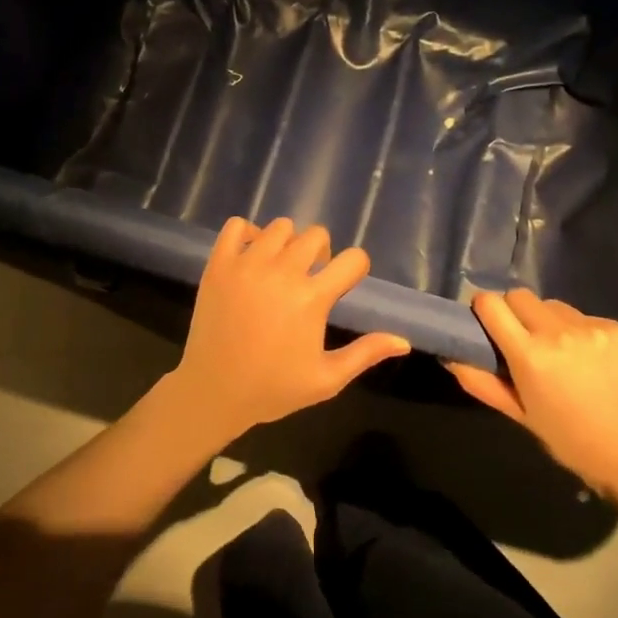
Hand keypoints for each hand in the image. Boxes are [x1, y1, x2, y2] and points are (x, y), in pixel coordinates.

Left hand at [164, 216, 409, 442]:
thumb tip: (404, 341)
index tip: (344, 282)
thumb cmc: (273, 388)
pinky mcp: (219, 264)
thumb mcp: (326, 379)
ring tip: (280, 267)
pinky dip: (248, 234)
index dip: (355, 268)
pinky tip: (251, 257)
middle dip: (321, 252)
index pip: (353, 259)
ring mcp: (247, 264)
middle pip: (316, 235)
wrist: (213, 391)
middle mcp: (282, 272)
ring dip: (287, 242)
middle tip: (310, 278)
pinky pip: (237, 225)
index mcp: (312, 298)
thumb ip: (365, 354)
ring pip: (280, 227)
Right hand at [446, 289, 617, 487]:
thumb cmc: (569, 440)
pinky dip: (587, 333)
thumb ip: (481, 382)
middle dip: (518, 313)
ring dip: (554, 322)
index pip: (491, 303)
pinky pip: (590, 318)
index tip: (489, 322)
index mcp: (529, 355)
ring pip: (557, 306)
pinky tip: (599, 361)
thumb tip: (451, 356)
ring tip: (568, 354)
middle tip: (528, 340)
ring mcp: (595, 328)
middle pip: (521, 296)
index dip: (485, 309)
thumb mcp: (520, 414)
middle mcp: (559, 332)